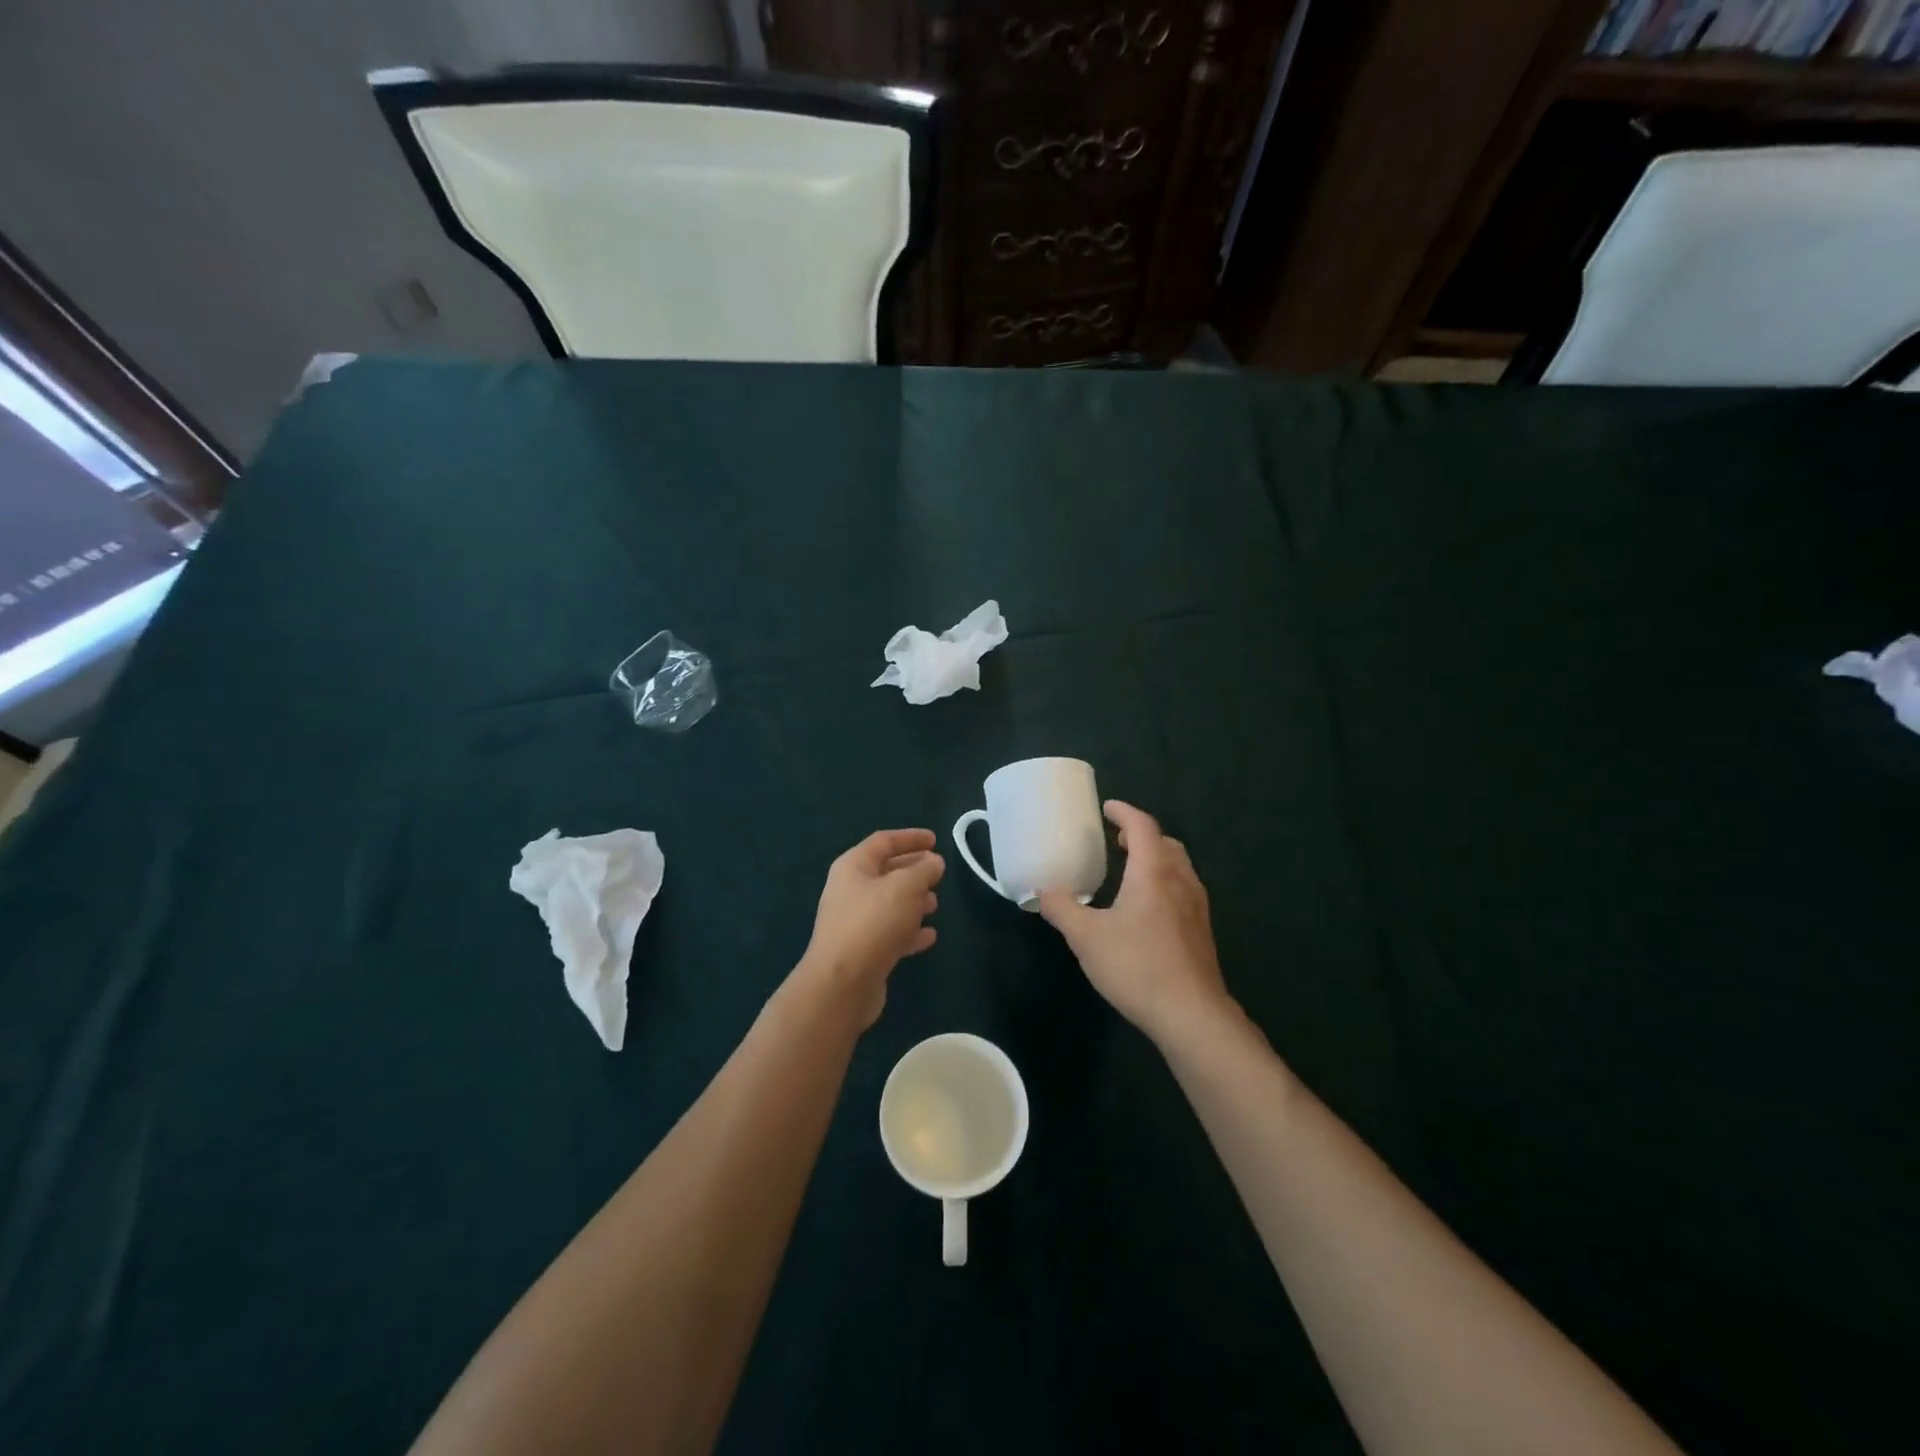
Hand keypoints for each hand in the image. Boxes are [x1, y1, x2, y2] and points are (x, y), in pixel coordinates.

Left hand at [800, 829, 944, 1026]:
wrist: (842, 984)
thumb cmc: (873, 923)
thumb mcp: (905, 887)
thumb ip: (924, 870)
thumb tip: (934, 862)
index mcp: (854, 866)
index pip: (884, 841)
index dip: (910, 837)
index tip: (935, 840)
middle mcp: (850, 890)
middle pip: (886, 872)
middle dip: (914, 871)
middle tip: (939, 873)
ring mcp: (855, 921)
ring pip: (890, 903)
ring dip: (914, 901)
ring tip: (936, 904)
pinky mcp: (863, 950)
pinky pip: (890, 932)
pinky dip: (910, 931)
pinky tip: (930, 936)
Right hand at [1037, 801, 1231, 1043]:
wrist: (1191, 1014)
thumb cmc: (1137, 966)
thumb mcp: (1086, 938)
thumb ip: (1062, 909)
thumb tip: (1042, 891)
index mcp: (1153, 872)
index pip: (1142, 826)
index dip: (1124, 812)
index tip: (1107, 808)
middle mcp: (1180, 881)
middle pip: (1165, 843)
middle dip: (1141, 835)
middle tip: (1117, 840)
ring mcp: (1196, 907)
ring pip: (1178, 867)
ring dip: (1156, 858)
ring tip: (1131, 870)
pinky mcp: (1201, 931)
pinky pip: (1184, 890)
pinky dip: (1164, 882)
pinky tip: (1147, 909)